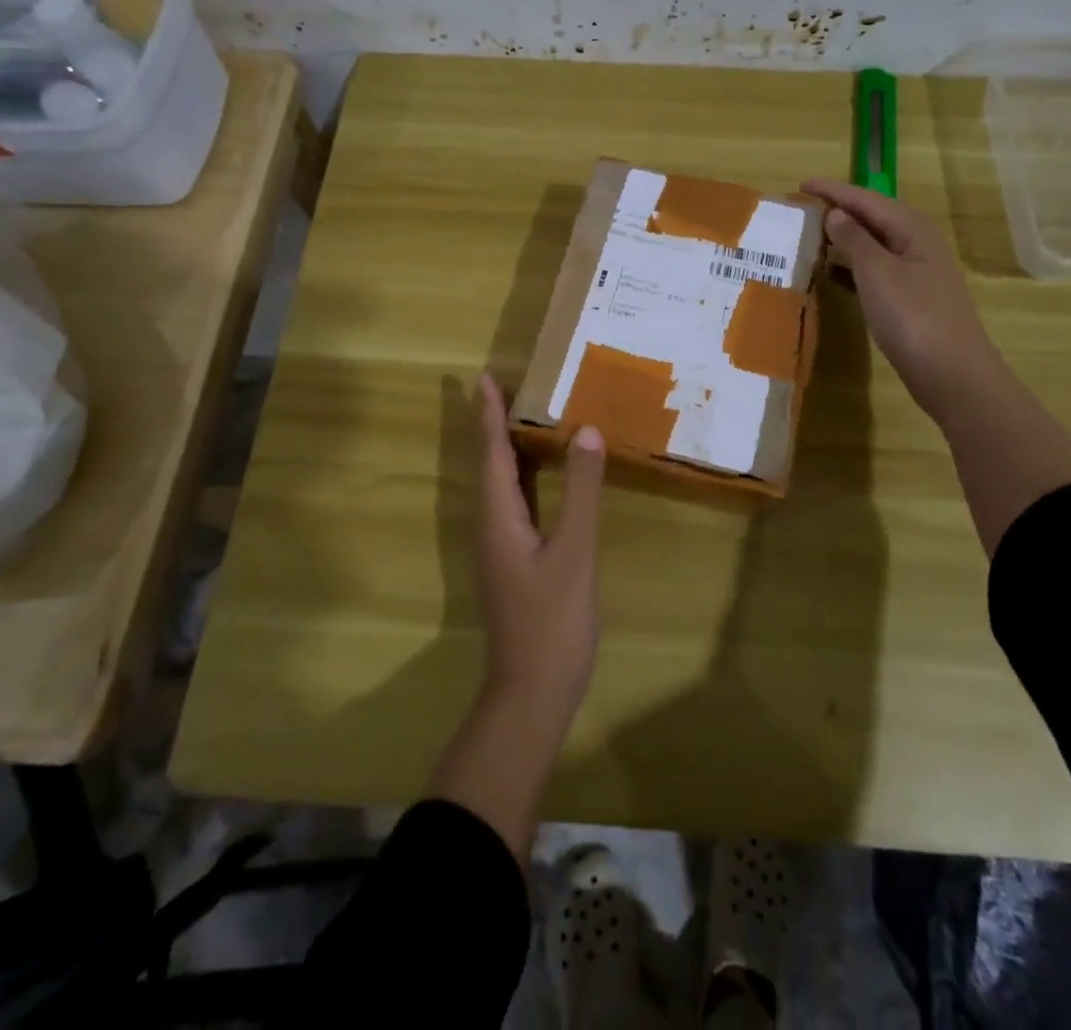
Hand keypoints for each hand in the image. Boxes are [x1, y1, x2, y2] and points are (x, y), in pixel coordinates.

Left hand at [473, 373, 606, 729]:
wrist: (531, 694)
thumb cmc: (551, 622)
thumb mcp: (574, 552)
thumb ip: (580, 492)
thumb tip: (586, 431)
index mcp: (498, 518)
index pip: (492, 453)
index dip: (489, 414)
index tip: (484, 377)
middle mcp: (491, 526)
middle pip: (490, 464)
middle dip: (495, 424)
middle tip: (509, 387)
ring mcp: (500, 547)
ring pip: (501, 485)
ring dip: (508, 449)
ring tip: (525, 417)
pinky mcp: (513, 562)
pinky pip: (514, 504)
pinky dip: (524, 477)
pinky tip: (543, 476)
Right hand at [801, 179, 1001, 416]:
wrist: (951, 373)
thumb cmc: (913, 317)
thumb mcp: (878, 273)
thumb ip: (854, 239)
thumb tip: (835, 213)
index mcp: (912, 229)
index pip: (866, 199)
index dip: (833, 191)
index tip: (799, 184)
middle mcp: (916, 244)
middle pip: (872, 218)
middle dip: (838, 210)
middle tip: (801, 208)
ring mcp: (914, 273)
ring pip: (872, 245)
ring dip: (842, 239)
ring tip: (808, 236)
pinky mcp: (908, 299)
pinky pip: (872, 271)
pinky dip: (849, 267)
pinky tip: (829, 274)